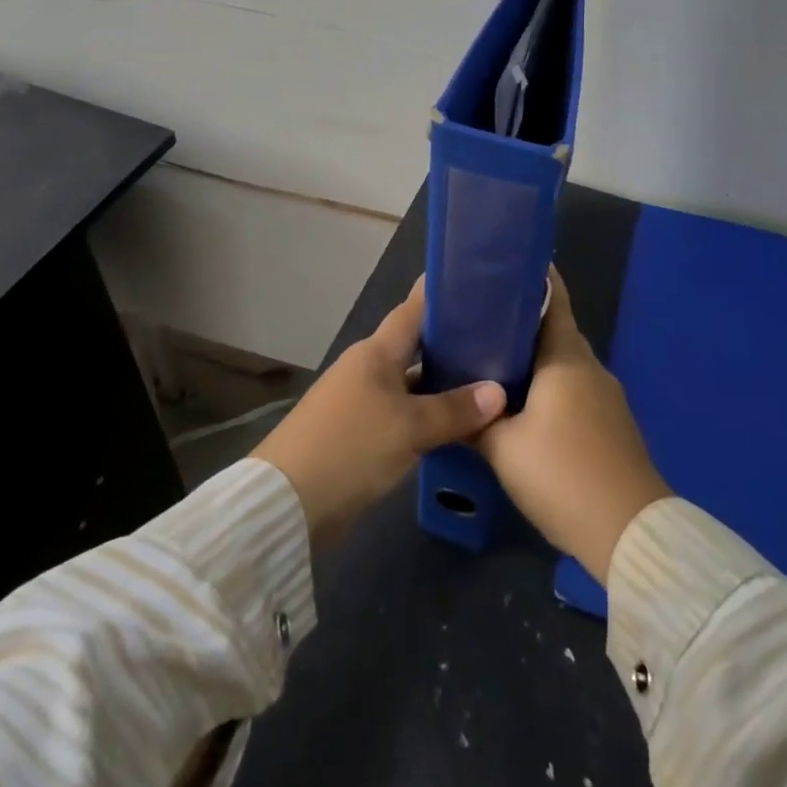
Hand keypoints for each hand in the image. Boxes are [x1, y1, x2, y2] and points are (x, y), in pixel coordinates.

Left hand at [253, 279, 506, 550]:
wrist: (288, 503)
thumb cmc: (350, 447)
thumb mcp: (410, 427)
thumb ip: (455, 410)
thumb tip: (499, 392)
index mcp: (376, 352)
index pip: (413, 309)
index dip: (440, 294)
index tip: (476, 283)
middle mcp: (368, 368)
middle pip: (415, 346)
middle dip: (452, 342)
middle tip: (497, 338)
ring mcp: (361, 401)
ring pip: (411, 382)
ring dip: (442, 383)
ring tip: (488, 380)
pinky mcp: (359, 433)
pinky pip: (403, 412)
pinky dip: (428, 414)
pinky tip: (457, 424)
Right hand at [476, 269, 671, 584]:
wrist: (630, 533)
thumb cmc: (562, 474)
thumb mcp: (503, 448)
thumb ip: (474, 421)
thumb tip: (451, 406)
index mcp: (566, 358)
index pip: (553, 299)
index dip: (533, 278)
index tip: (504, 267)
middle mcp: (590, 368)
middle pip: (556, 332)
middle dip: (522, 323)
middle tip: (481, 321)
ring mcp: (607, 398)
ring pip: (565, 365)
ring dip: (535, 360)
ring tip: (494, 363)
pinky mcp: (613, 426)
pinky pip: (575, 390)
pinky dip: (550, 387)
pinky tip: (525, 406)